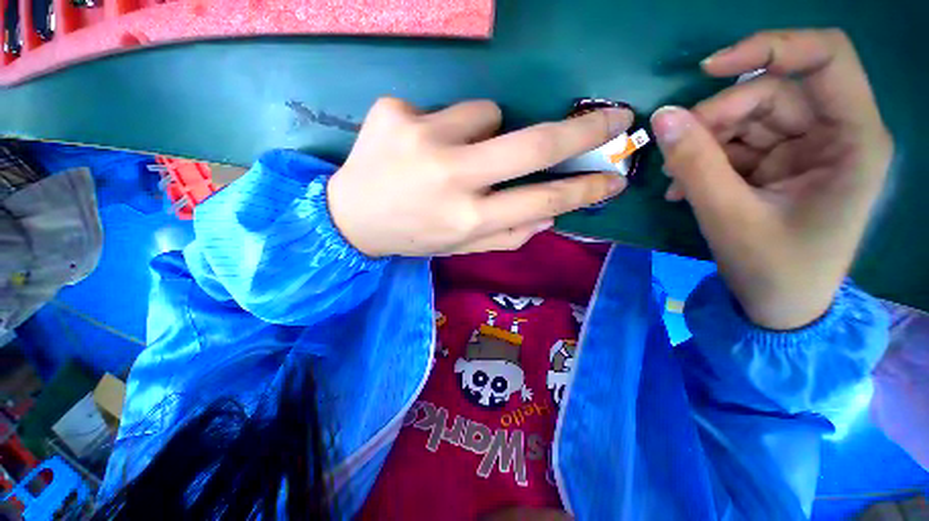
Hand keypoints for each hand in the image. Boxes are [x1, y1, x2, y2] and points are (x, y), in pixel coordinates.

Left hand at [328, 98, 631, 256]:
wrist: (351, 218)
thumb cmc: (414, 237)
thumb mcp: (461, 247)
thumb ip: (509, 234)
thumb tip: (551, 214)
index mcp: (469, 219)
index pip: (544, 198)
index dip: (585, 188)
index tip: (615, 176)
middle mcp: (452, 177)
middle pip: (535, 142)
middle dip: (583, 130)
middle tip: (614, 118)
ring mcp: (422, 138)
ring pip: (488, 113)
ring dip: (485, 133)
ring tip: (452, 157)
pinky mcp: (396, 112)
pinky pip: (445, 110)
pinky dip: (445, 127)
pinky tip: (419, 148)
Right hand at [651, 29, 892, 329]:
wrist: (779, 307)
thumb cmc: (771, 270)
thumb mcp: (729, 217)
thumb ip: (694, 163)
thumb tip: (660, 117)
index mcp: (852, 141)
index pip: (824, 58)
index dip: (769, 48)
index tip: (708, 69)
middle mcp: (836, 133)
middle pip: (771, 93)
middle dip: (716, 119)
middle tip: (673, 154)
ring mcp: (807, 148)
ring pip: (747, 118)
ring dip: (703, 143)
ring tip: (674, 180)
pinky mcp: (781, 163)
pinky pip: (737, 144)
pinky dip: (705, 160)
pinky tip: (682, 187)